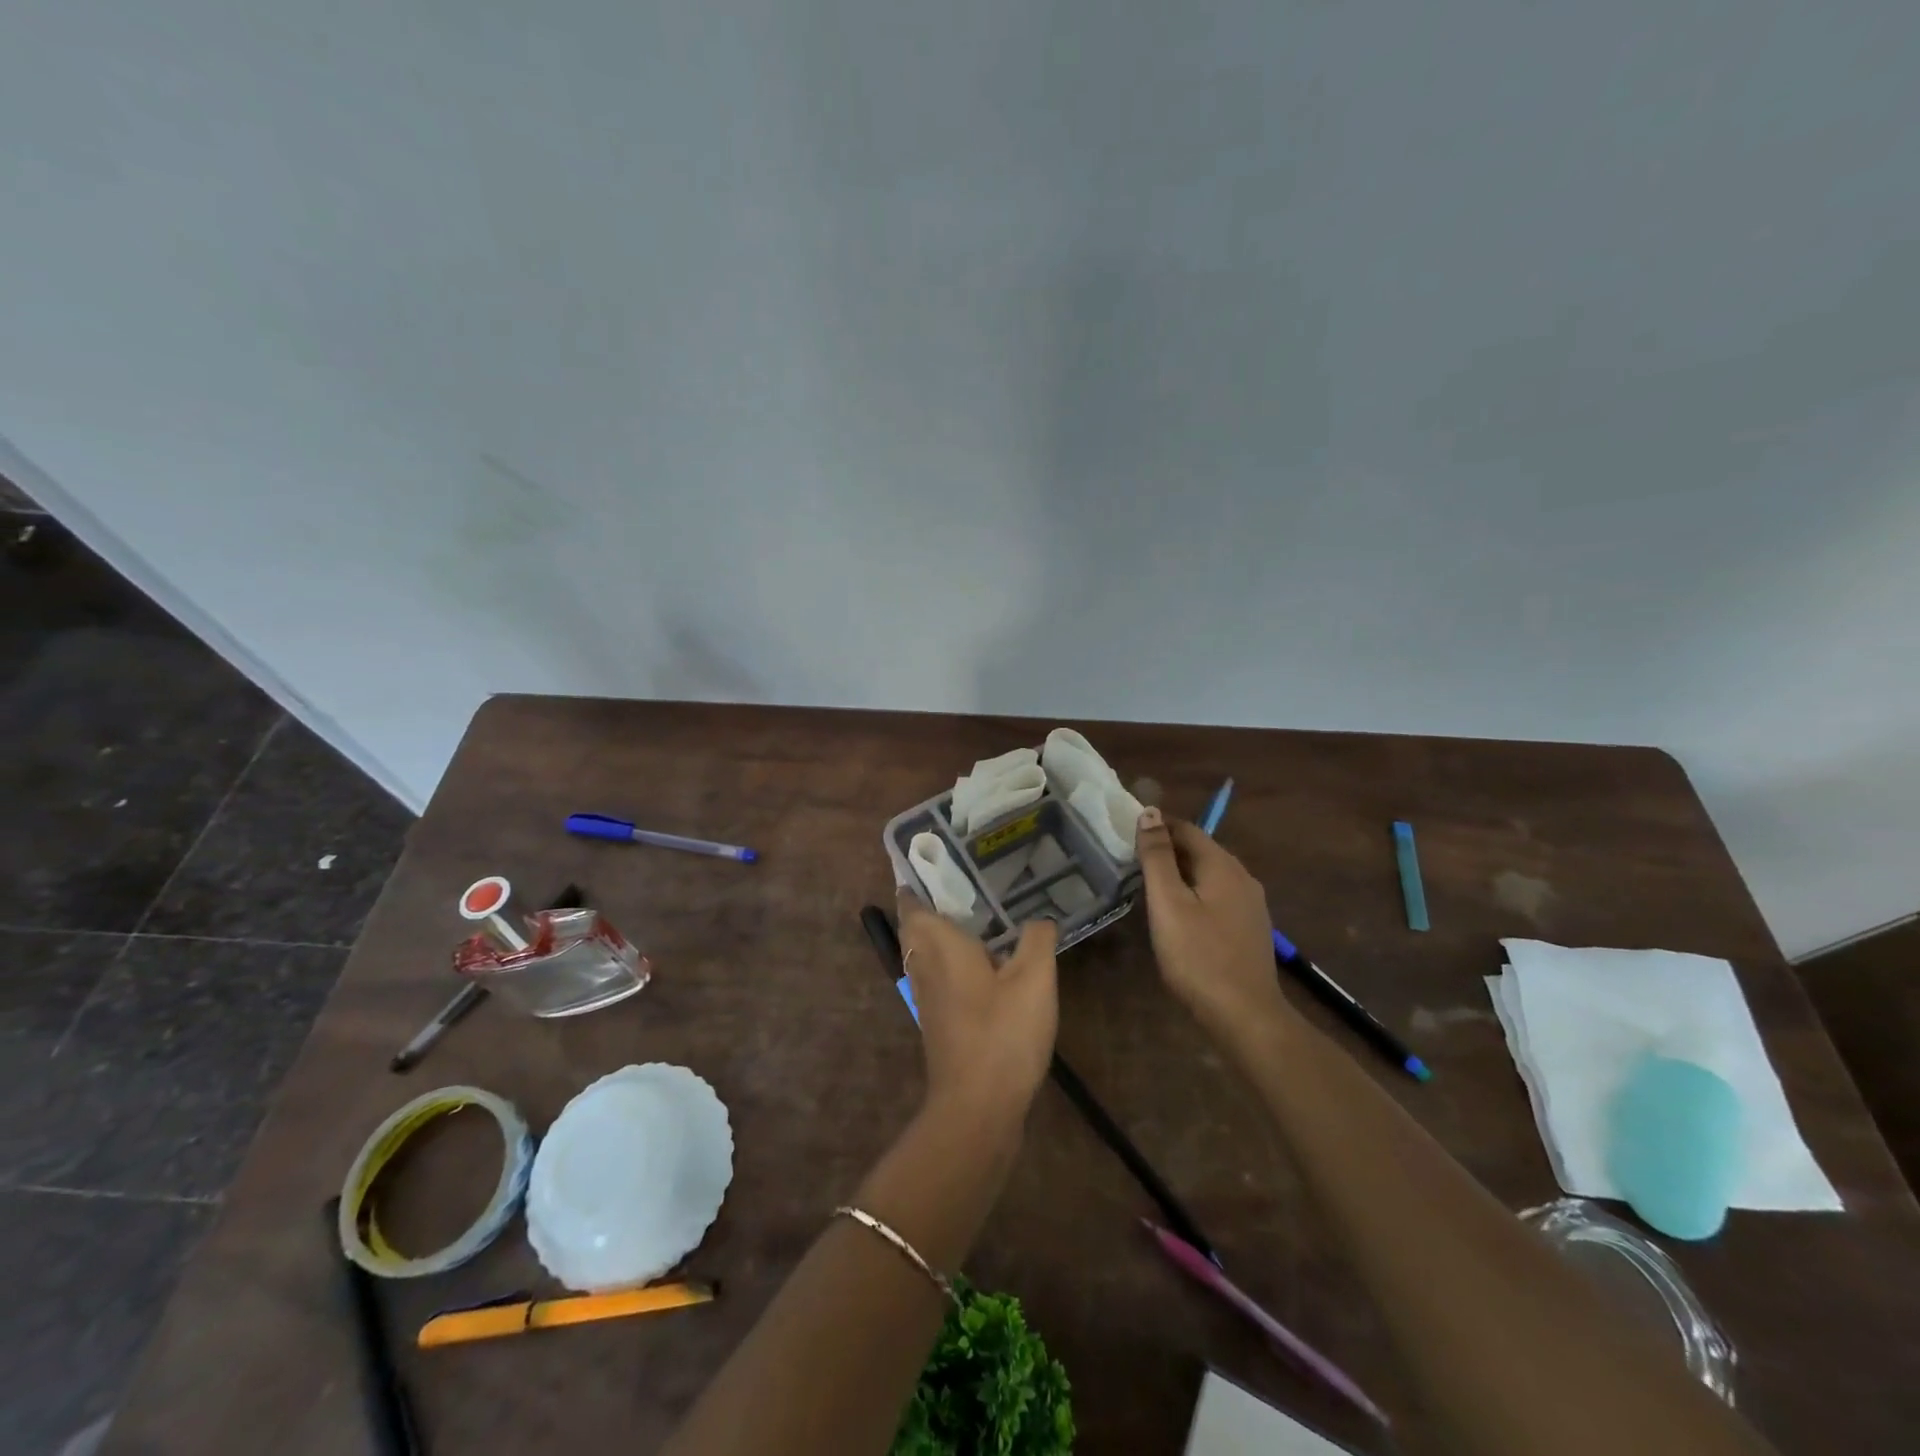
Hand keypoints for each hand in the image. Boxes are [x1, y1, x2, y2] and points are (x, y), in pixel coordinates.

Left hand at [895, 890, 1058, 1129]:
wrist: (977, 1107)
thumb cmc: (1002, 1033)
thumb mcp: (1034, 979)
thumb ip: (1036, 939)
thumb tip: (1039, 919)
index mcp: (938, 944)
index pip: (912, 902)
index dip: (918, 880)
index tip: (940, 860)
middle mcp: (924, 965)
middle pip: (914, 925)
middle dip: (930, 903)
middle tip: (965, 884)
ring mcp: (926, 996)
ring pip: (924, 951)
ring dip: (939, 931)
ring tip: (975, 915)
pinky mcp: (937, 1020)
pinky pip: (936, 974)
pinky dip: (950, 959)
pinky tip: (983, 963)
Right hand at [1134, 808, 1289, 1041]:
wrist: (1246, 1016)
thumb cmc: (1199, 957)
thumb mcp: (1168, 903)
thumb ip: (1158, 857)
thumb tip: (1150, 812)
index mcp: (1223, 866)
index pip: (1188, 829)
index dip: (1157, 826)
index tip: (1127, 833)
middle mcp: (1243, 877)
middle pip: (1201, 850)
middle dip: (1168, 849)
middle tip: (1132, 860)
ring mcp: (1251, 905)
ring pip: (1210, 875)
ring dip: (1181, 873)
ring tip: (1149, 885)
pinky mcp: (1250, 929)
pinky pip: (1218, 896)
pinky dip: (1195, 894)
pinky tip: (1179, 914)